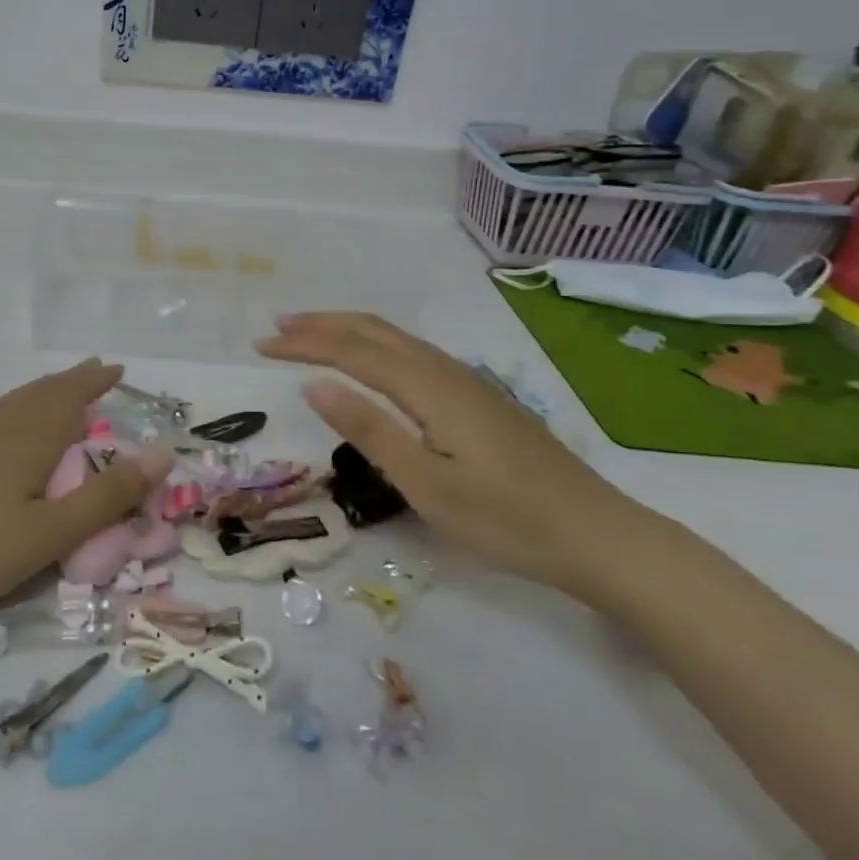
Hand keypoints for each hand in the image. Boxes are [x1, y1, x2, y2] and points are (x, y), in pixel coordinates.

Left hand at [0, 359, 169, 625]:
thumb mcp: (52, 532)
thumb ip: (107, 496)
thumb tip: (163, 454)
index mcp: (29, 438)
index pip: (70, 397)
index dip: (95, 382)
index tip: (118, 369)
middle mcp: (1, 429)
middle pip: (43, 393)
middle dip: (73, 381)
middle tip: (98, 371)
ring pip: (17, 402)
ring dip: (46, 389)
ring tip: (62, 388)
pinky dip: (20, 406)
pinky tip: (13, 425)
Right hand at [257, 313, 652, 595]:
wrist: (596, 535)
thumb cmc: (506, 520)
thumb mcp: (427, 485)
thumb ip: (370, 430)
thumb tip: (314, 384)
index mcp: (429, 388)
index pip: (352, 351)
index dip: (305, 344)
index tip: (262, 344)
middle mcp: (445, 371)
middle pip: (374, 331)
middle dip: (322, 324)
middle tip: (277, 326)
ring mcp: (466, 381)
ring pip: (396, 338)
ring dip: (348, 330)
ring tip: (311, 334)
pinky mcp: (477, 397)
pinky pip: (412, 353)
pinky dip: (375, 345)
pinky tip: (370, 361)